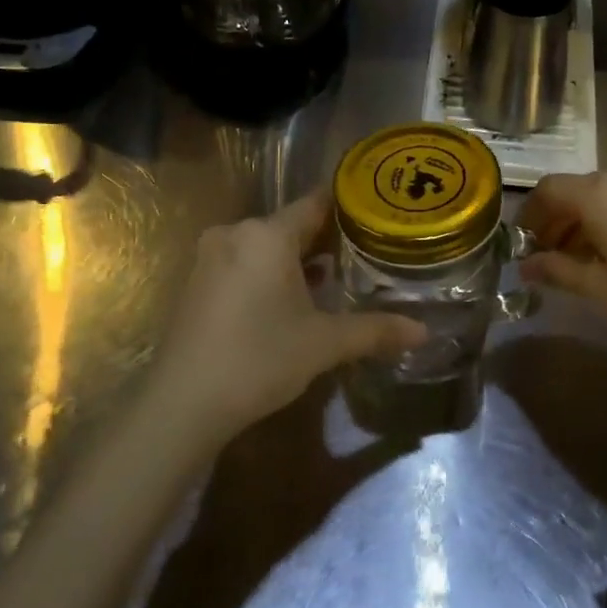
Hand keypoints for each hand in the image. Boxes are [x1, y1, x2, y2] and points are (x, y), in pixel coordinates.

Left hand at [149, 191, 426, 440]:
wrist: (182, 403)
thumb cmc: (259, 359)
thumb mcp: (325, 343)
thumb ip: (376, 330)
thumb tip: (424, 331)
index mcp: (267, 235)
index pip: (316, 204)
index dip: (349, 208)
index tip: (378, 214)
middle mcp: (235, 234)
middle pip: (290, 225)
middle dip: (326, 240)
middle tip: (366, 254)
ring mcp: (209, 258)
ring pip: (265, 246)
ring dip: (297, 261)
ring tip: (334, 279)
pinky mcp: (196, 283)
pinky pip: (243, 264)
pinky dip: (269, 274)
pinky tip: (290, 301)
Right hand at [518, 166, 606, 368]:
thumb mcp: (602, 291)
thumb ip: (558, 271)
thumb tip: (526, 265)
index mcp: (601, 194)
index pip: (549, 190)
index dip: (528, 216)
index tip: (520, 245)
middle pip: (577, 190)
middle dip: (556, 221)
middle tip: (545, 259)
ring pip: (605, 195)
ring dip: (584, 222)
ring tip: (578, 262)